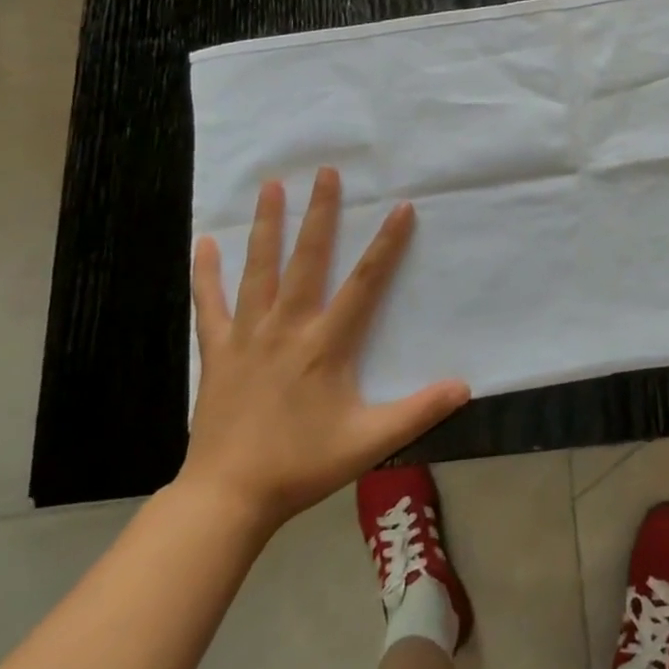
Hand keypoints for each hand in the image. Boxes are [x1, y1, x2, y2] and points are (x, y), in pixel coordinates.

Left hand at [180, 168, 469, 538]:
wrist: (228, 497)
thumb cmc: (302, 465)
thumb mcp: (370, 442)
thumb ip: (419, 411)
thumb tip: (465, 386)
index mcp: (326, 343)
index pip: (365, 282)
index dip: (386, 244)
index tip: (400, 207)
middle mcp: (288, 326)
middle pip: (307, 258)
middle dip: (320, 213)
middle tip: (325, 171)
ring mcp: (248, 335)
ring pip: (259, 269)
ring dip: (267, 225)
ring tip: (271, 185)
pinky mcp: (218, 351)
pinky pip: (211, 304)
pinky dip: (206, 273)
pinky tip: (203, 242)